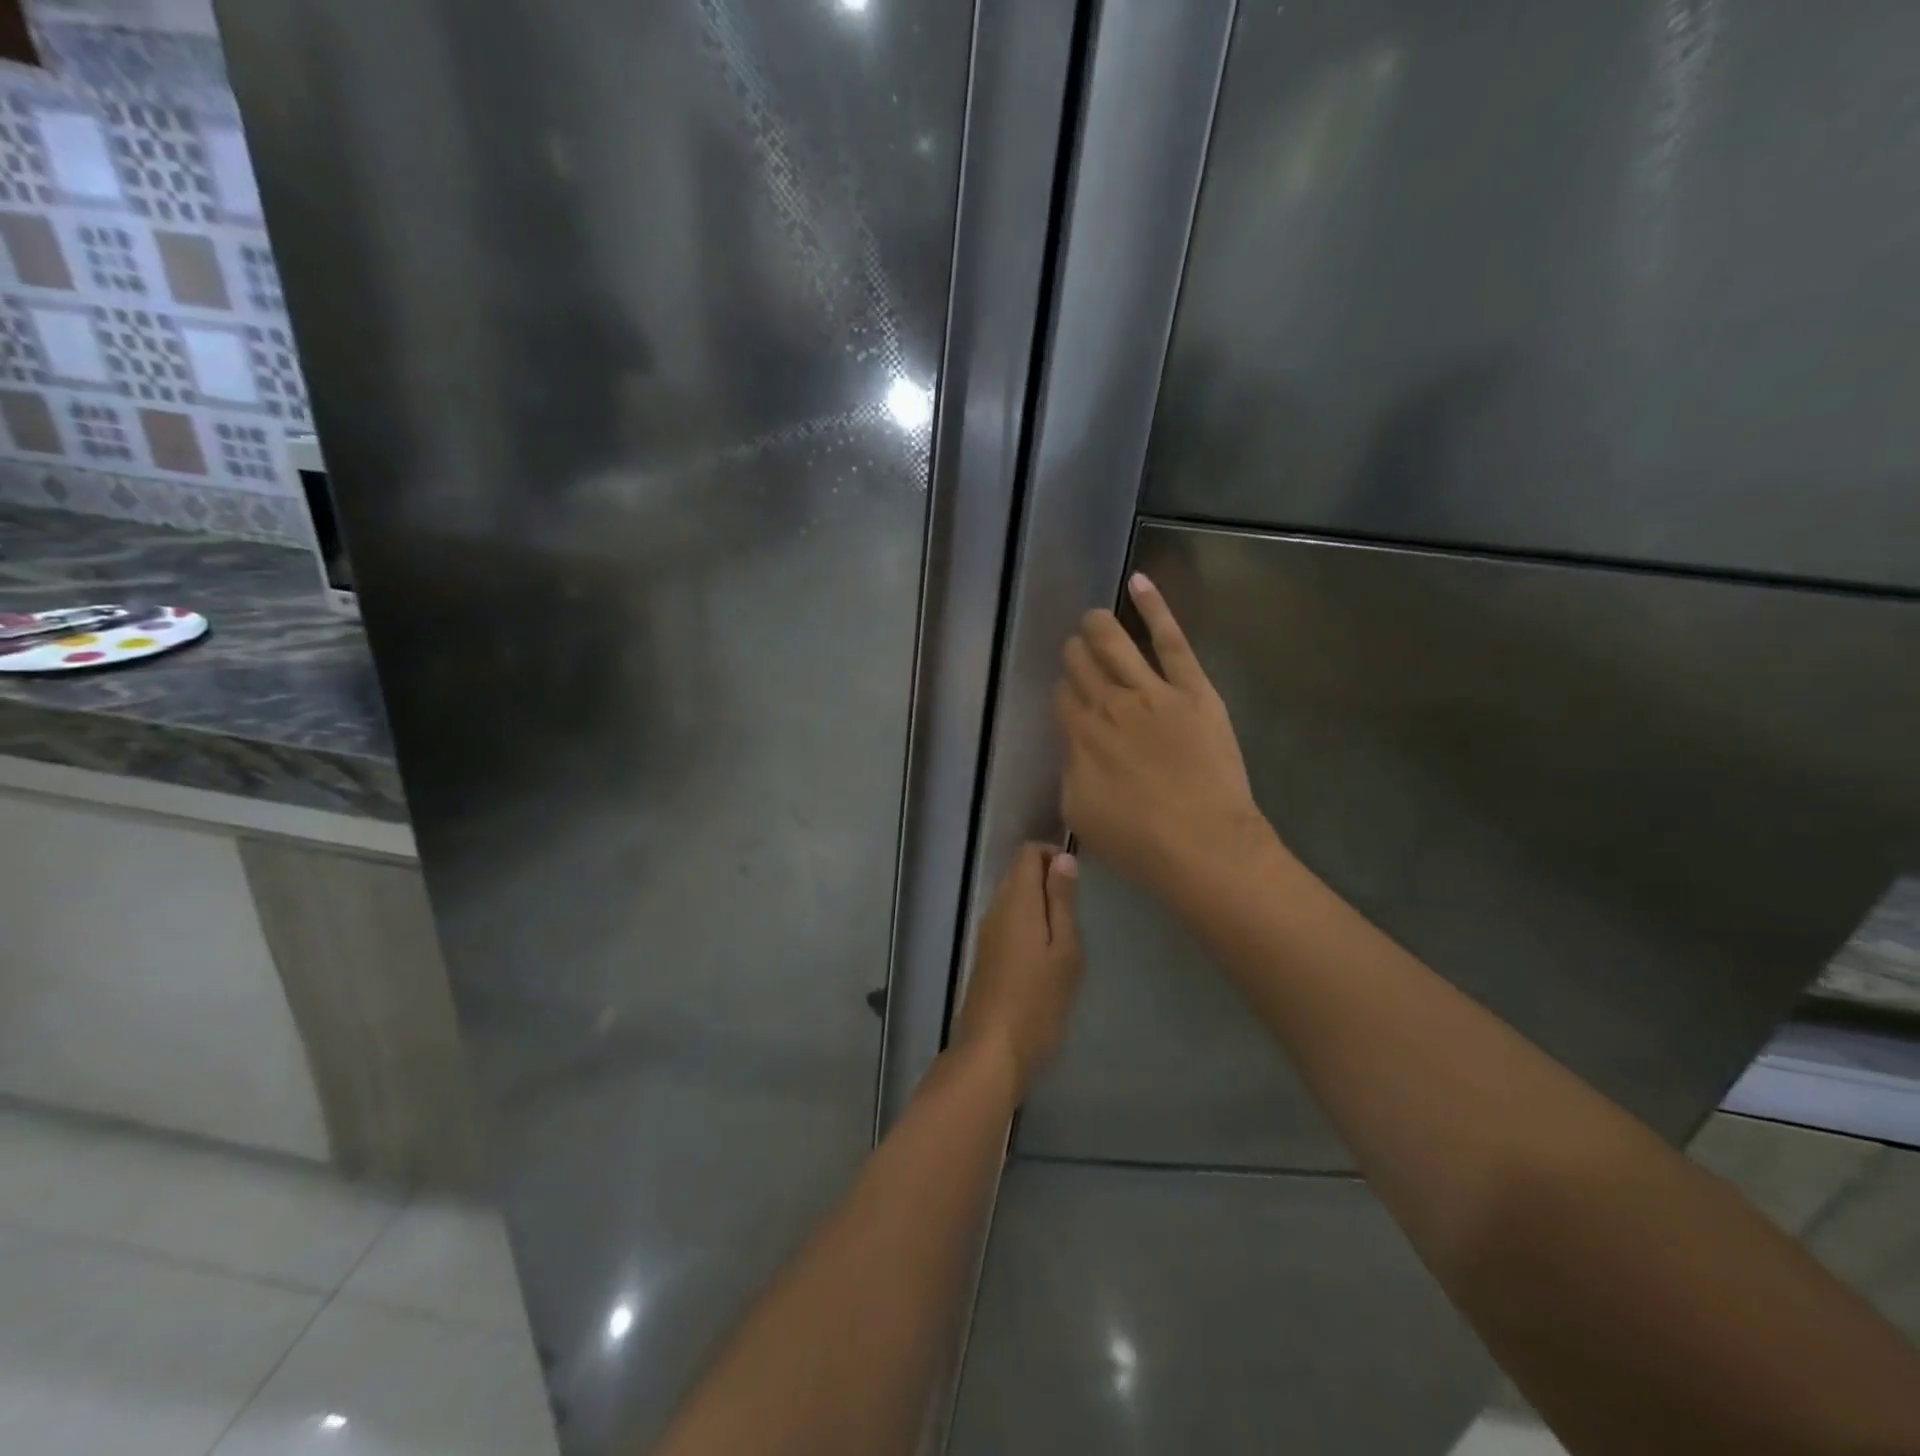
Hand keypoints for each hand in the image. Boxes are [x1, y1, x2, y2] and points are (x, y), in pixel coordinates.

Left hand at [953, 843, 1082, 1101]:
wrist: (992, 1049)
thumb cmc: (1038, 1000)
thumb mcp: (1064, 950)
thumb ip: (1062, 902)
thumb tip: (1064, 858)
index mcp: (1016, 900)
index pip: (1028, 852)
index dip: (1054, 855)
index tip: (1079, 880)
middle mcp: (996, 907)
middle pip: (1018, 872)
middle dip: (1048, 878)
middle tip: (1079, 908)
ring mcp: (986, 931)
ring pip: (1013, 896)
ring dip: (1039, 902)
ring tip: (1068, 930)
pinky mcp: (985, 953)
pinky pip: (1007, 919)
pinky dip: (1028, 921)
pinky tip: (1046, 950)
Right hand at [1055, 573, 1275, 907]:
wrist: (1201, 845)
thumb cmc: (1138, 842)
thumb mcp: (1080, 814)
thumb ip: (1071, 771)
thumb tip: (1074, 748)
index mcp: (1080, 736)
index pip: (1062, 697)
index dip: (1062, 691)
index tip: (1067, 694)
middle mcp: (1108, 704)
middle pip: (1082, 666)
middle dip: (1074, 656)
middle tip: (1076, 653)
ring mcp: (1151, 691)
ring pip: (1114, 644)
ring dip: (1097, 627)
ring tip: (1091, 616)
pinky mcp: (1191, 688)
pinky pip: (1169, 639)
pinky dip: (1152, 607)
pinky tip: (1138, 582)